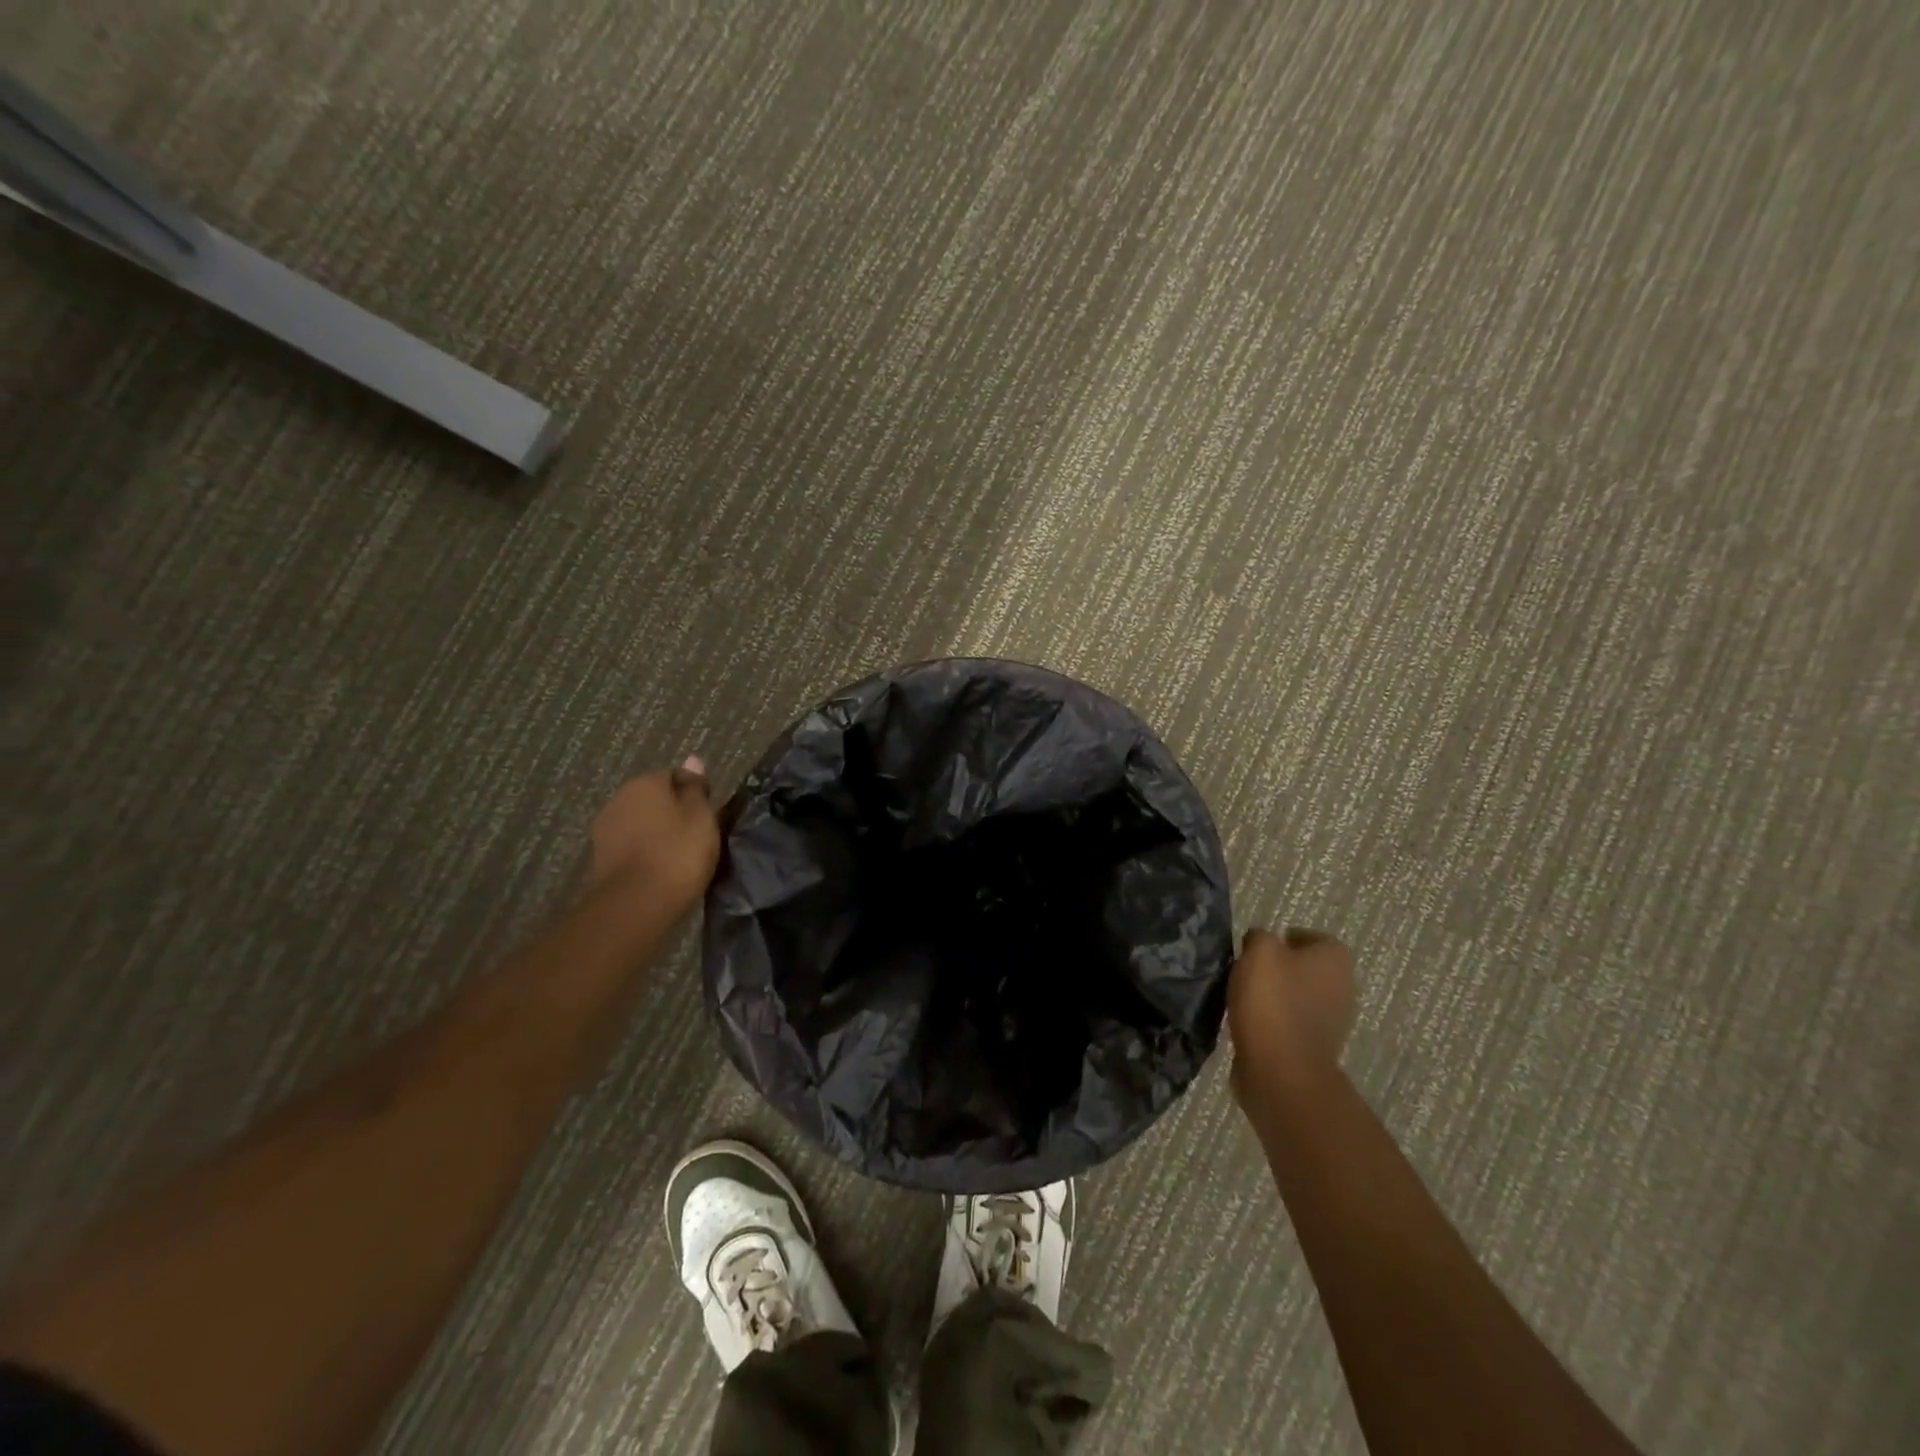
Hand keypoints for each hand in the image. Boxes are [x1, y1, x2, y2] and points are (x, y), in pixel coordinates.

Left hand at [587, 758, 720, 912]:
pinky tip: (663, 868)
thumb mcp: (701, 817)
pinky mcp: (601, 858)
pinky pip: (633, 846)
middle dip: (676, 811)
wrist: (636, 905)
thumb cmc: (678, 854)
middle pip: (656, 799)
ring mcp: (606, 829)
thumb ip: (696, 789)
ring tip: (683, 854)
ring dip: (660, 832)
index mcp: (645, 783)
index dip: (697, 792)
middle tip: (700, 834)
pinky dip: (647, 852)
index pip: (676, 775)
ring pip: (642, 822)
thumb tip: (693, 760)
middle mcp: (619, 798)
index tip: (712, 813)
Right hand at [1227, 927, 1356, 1106]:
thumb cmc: (1273, 1001)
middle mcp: (1344, 987)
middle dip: (1279, 969)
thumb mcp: (1259, 951)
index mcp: (1335, 959)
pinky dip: (1274, 1022)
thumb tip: (1261, 942)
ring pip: (1299, 997)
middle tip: (1248, 971)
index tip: (1257, 949)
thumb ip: (1260, 936)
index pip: (1311, 937)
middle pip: (1306, 968)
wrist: (1281, 1070)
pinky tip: (1251, 1024)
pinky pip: (1293, 1024)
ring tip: (1245, 999)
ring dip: (1276, 996)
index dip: (1283, 939)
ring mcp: (1334, 1022)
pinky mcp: (1317, 1048)